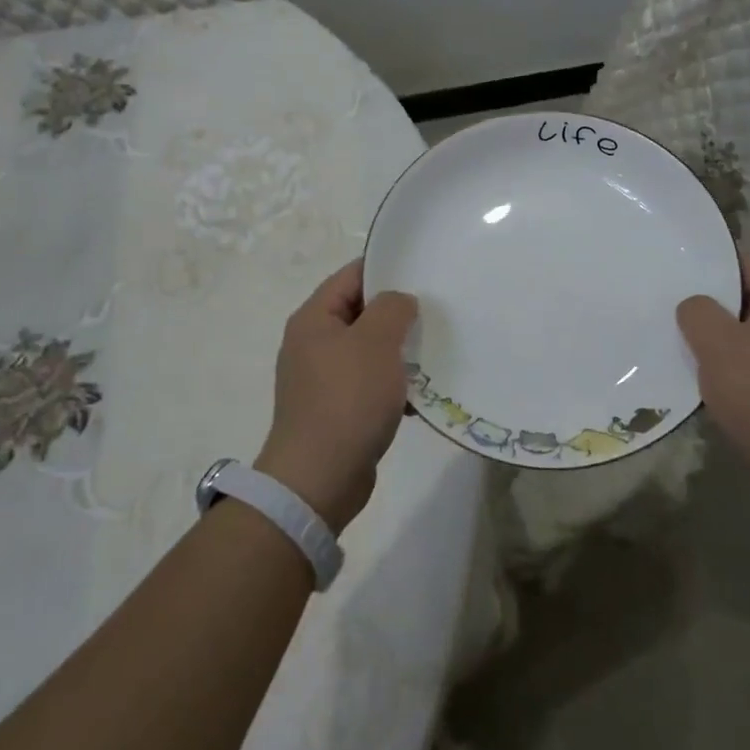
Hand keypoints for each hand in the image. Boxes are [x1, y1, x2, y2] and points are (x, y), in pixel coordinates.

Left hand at [258, 260, 417, 533]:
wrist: (319, 479)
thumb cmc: (348, 400)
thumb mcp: (376, 342)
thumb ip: (392, 308)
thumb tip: (399, 301)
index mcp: (314, 319)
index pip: (352, 276)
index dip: (387, 269)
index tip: (424, 273)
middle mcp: (312, 343)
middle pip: (361, 313)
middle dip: (398, 314)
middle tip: (436, 313)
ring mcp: (322, 379)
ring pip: (368, 350)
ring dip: (398, 352)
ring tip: (434, 353)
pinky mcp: (335, 410)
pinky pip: (368, 384)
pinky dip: (392, 385)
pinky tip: (419, 395)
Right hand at [676, 253, 749, 480]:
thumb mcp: (717, 342)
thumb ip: (697, 311)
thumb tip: (693, 306)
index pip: (742, 262)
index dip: (707, 260)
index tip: (671, 263)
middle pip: (742, 297)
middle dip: (705, 299)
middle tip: (663, 299)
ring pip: (742, 332)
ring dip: (712, 336)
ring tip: (671, 334)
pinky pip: (747, 362)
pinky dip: (723, 364)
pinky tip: (694, 373)